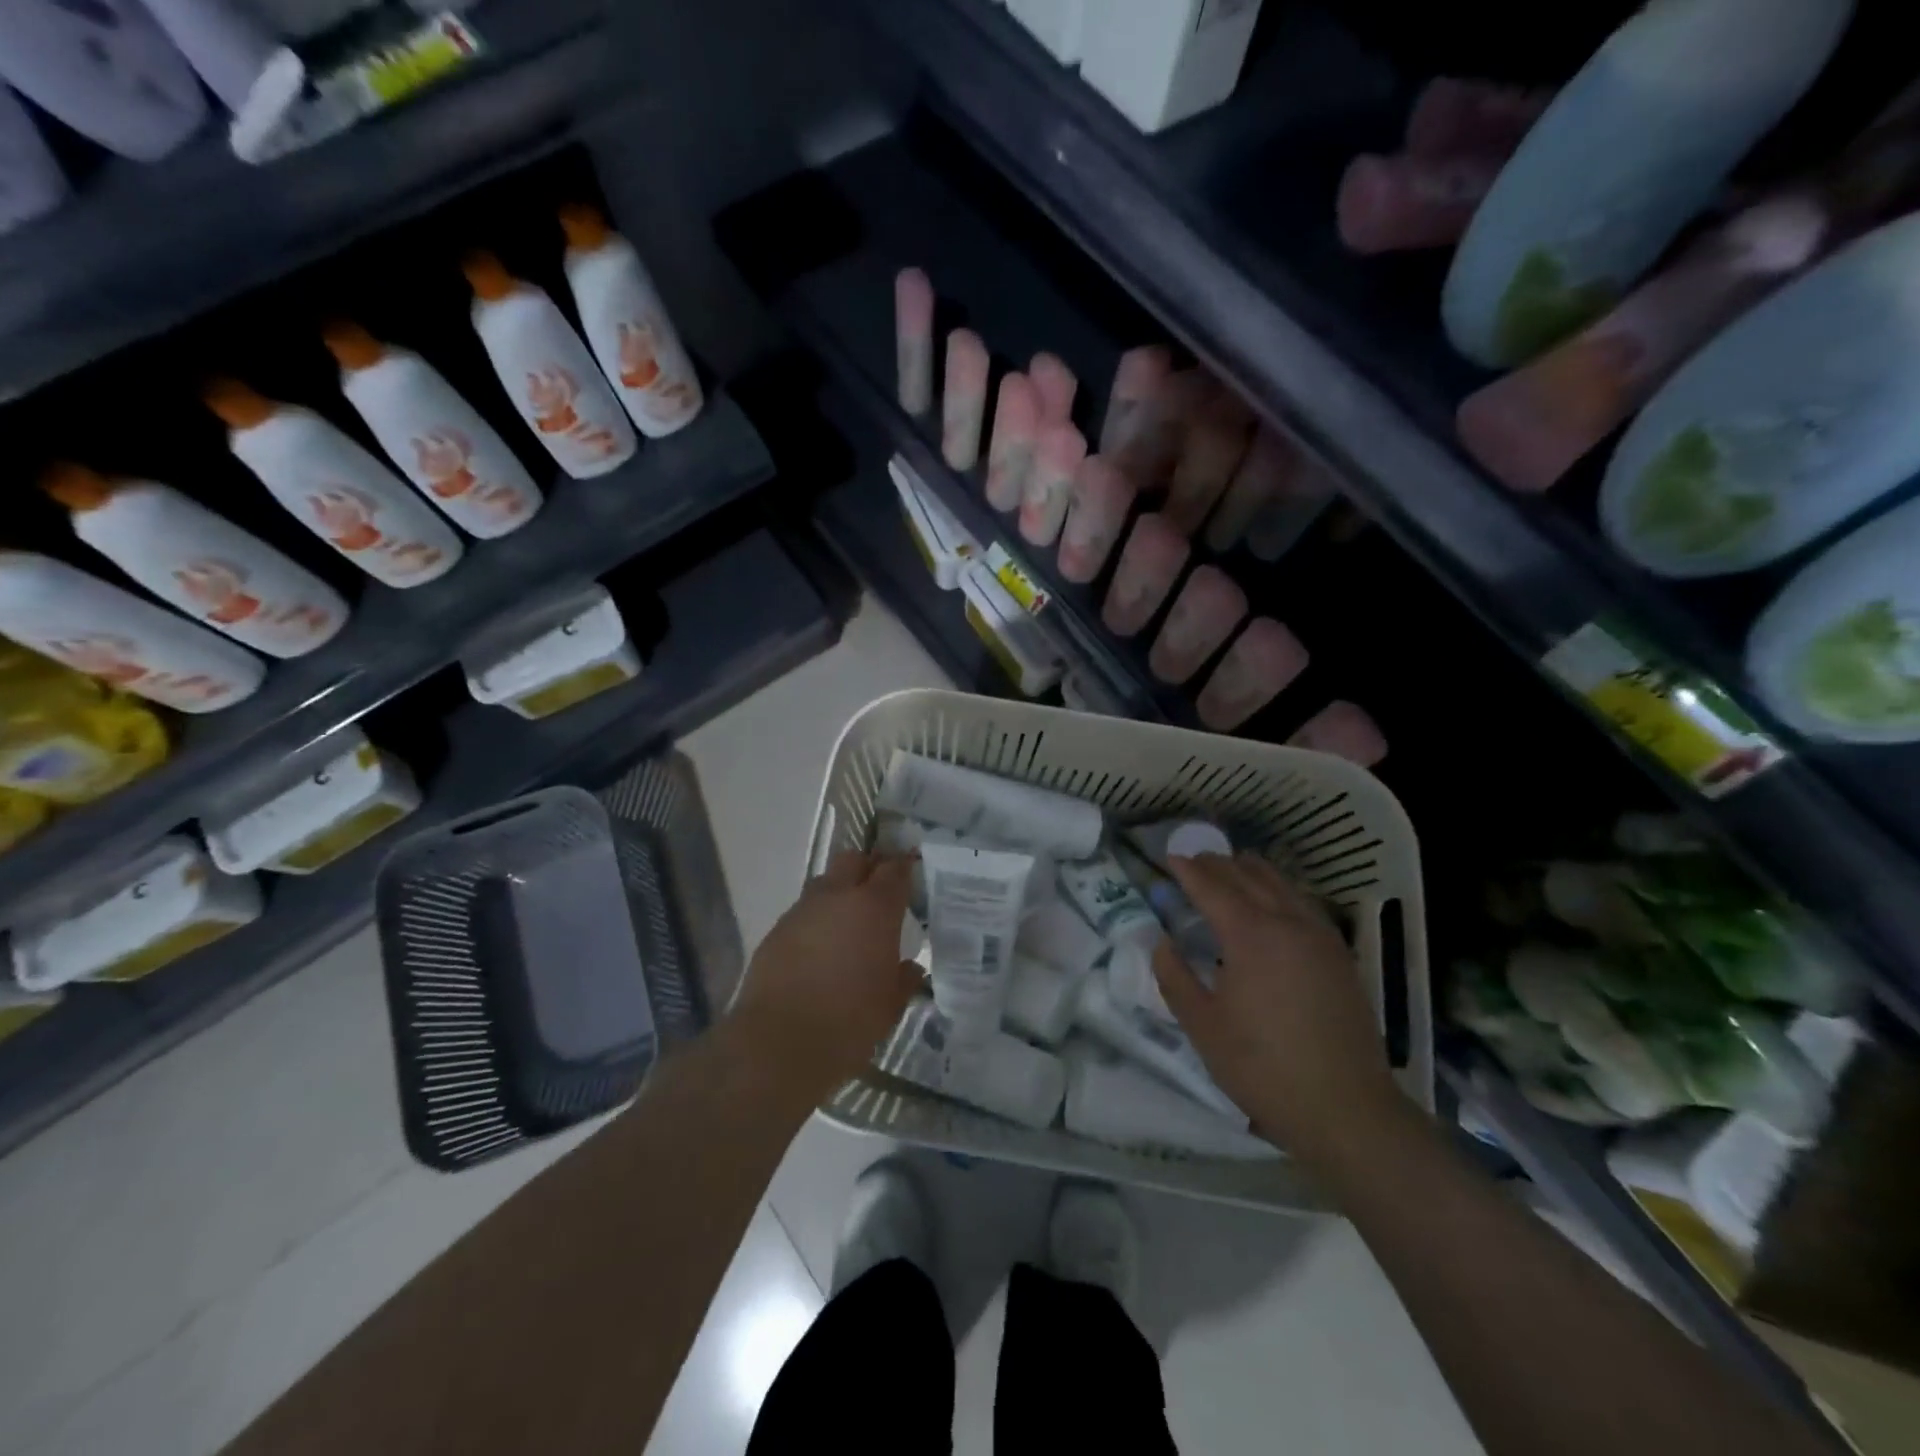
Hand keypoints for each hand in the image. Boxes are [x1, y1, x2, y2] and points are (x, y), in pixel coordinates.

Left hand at [730, 851, 922, 1102]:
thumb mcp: (891, 1005)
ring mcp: (802, 911)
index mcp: (874, 908)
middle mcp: (837, 897)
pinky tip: (819, 949)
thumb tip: (910, 968)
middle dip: (868, 868)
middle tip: (879, 890)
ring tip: (847, 922)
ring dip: (839, 893)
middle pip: (853, 860)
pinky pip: (803, 912)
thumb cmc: (849, 1022)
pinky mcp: (775, 931)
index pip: (894, 870)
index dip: (904, 866)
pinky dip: (816, 921)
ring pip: (825, 884)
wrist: (779, 1043)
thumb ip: (904, 979)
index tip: (911, 869)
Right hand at [1153, 853, 1406, 1169]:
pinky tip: (1276, 899)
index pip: (1212, 888)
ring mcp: (1319, 937)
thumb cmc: (1262, 1067)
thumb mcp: (1202, 1026)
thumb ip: (1175, 977)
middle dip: (1218, 864)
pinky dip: (1281, 889)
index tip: (1169, 858)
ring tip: (1232, 866)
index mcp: (1250, 936)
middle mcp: (1287, 923)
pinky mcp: (1339, 955)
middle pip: (1248, 877)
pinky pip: (1304, 903)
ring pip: (1282, 885)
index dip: (1188, 871)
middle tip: (1194, 859)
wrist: (1345, 1109)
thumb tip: (1161, 942)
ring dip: (1252, 871)